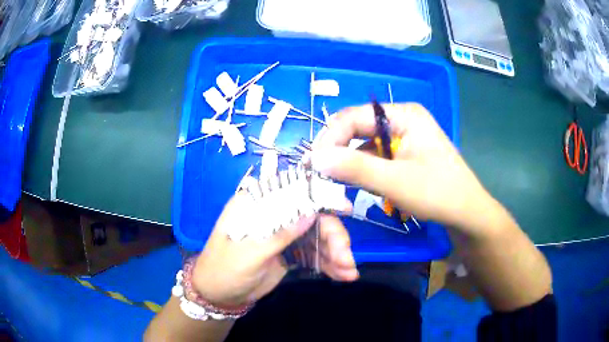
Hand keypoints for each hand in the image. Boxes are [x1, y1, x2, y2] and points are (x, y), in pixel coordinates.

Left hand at [192, 193, 357, 307]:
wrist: (219, 295)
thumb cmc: (224, 269)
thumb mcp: (248, 253)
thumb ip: (279, 234)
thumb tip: (311, 211)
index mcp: (257, 205)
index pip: (292, 192)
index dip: (320, 197)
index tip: (344, 209)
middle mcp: (274, 215)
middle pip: (313, 216)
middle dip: (333, 236)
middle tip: (346, 258)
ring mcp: (284, 235)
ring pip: (318, 237)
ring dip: (337, 253)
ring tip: (349, 272)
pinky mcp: (291, 253)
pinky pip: (315, 254)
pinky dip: (330, 264)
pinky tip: (344, 275)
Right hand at [310, 103, 491, 229]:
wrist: (467, 213)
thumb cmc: (438, 193)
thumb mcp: (396, 182)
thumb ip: (355, 168)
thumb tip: (315, 159)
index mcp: (404, 114)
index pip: (355, 116)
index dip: (330, 137)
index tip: (312, 163)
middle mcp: (401, 119)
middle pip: (358, 127)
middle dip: (337, 150)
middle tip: (318, 173)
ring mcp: (403, 136)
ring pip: (364, 143)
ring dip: (348, 162)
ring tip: (331, 180)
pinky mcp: (403, 153)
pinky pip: (374, 156)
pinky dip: (362, 169)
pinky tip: (354, 183)